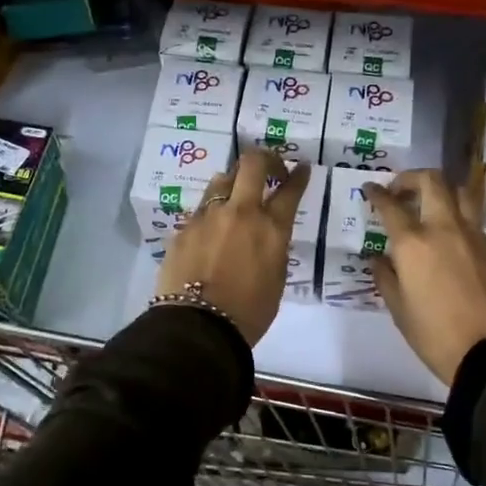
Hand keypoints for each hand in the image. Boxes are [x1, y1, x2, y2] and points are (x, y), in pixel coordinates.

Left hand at [155, 148, 309, 345]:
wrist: (198, 327)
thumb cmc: (248, 312)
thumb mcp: (276, 279)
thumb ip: (274, 248)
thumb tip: (268, 235)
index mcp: (271, 229)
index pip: (290, 190)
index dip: (298, 175)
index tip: (301, 168)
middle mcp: (240, 212)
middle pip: (252, 164)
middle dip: (265, 159)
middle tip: (270, 168)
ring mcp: (208, 216)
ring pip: (222, 179)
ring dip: (234, 181)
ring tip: (236, 194)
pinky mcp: (185, 227)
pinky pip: (202, 209)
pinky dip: (212, 213)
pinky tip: (211, 229)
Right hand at [364, 170, 485, 384]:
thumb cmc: (436, 336)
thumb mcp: (400, 310)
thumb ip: (386, 278)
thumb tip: (380, 259)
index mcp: (414, 244)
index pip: (391, 206)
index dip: (377, 193)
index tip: (371, 189)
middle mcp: (445, 229)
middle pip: (432, 181)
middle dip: (412, 178)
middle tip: (401, 190)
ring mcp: (476, 237)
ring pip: (461, 194)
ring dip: (443, 191)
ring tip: (432, 206)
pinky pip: (475, 224)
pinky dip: (460, 223)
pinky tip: (454, 245)